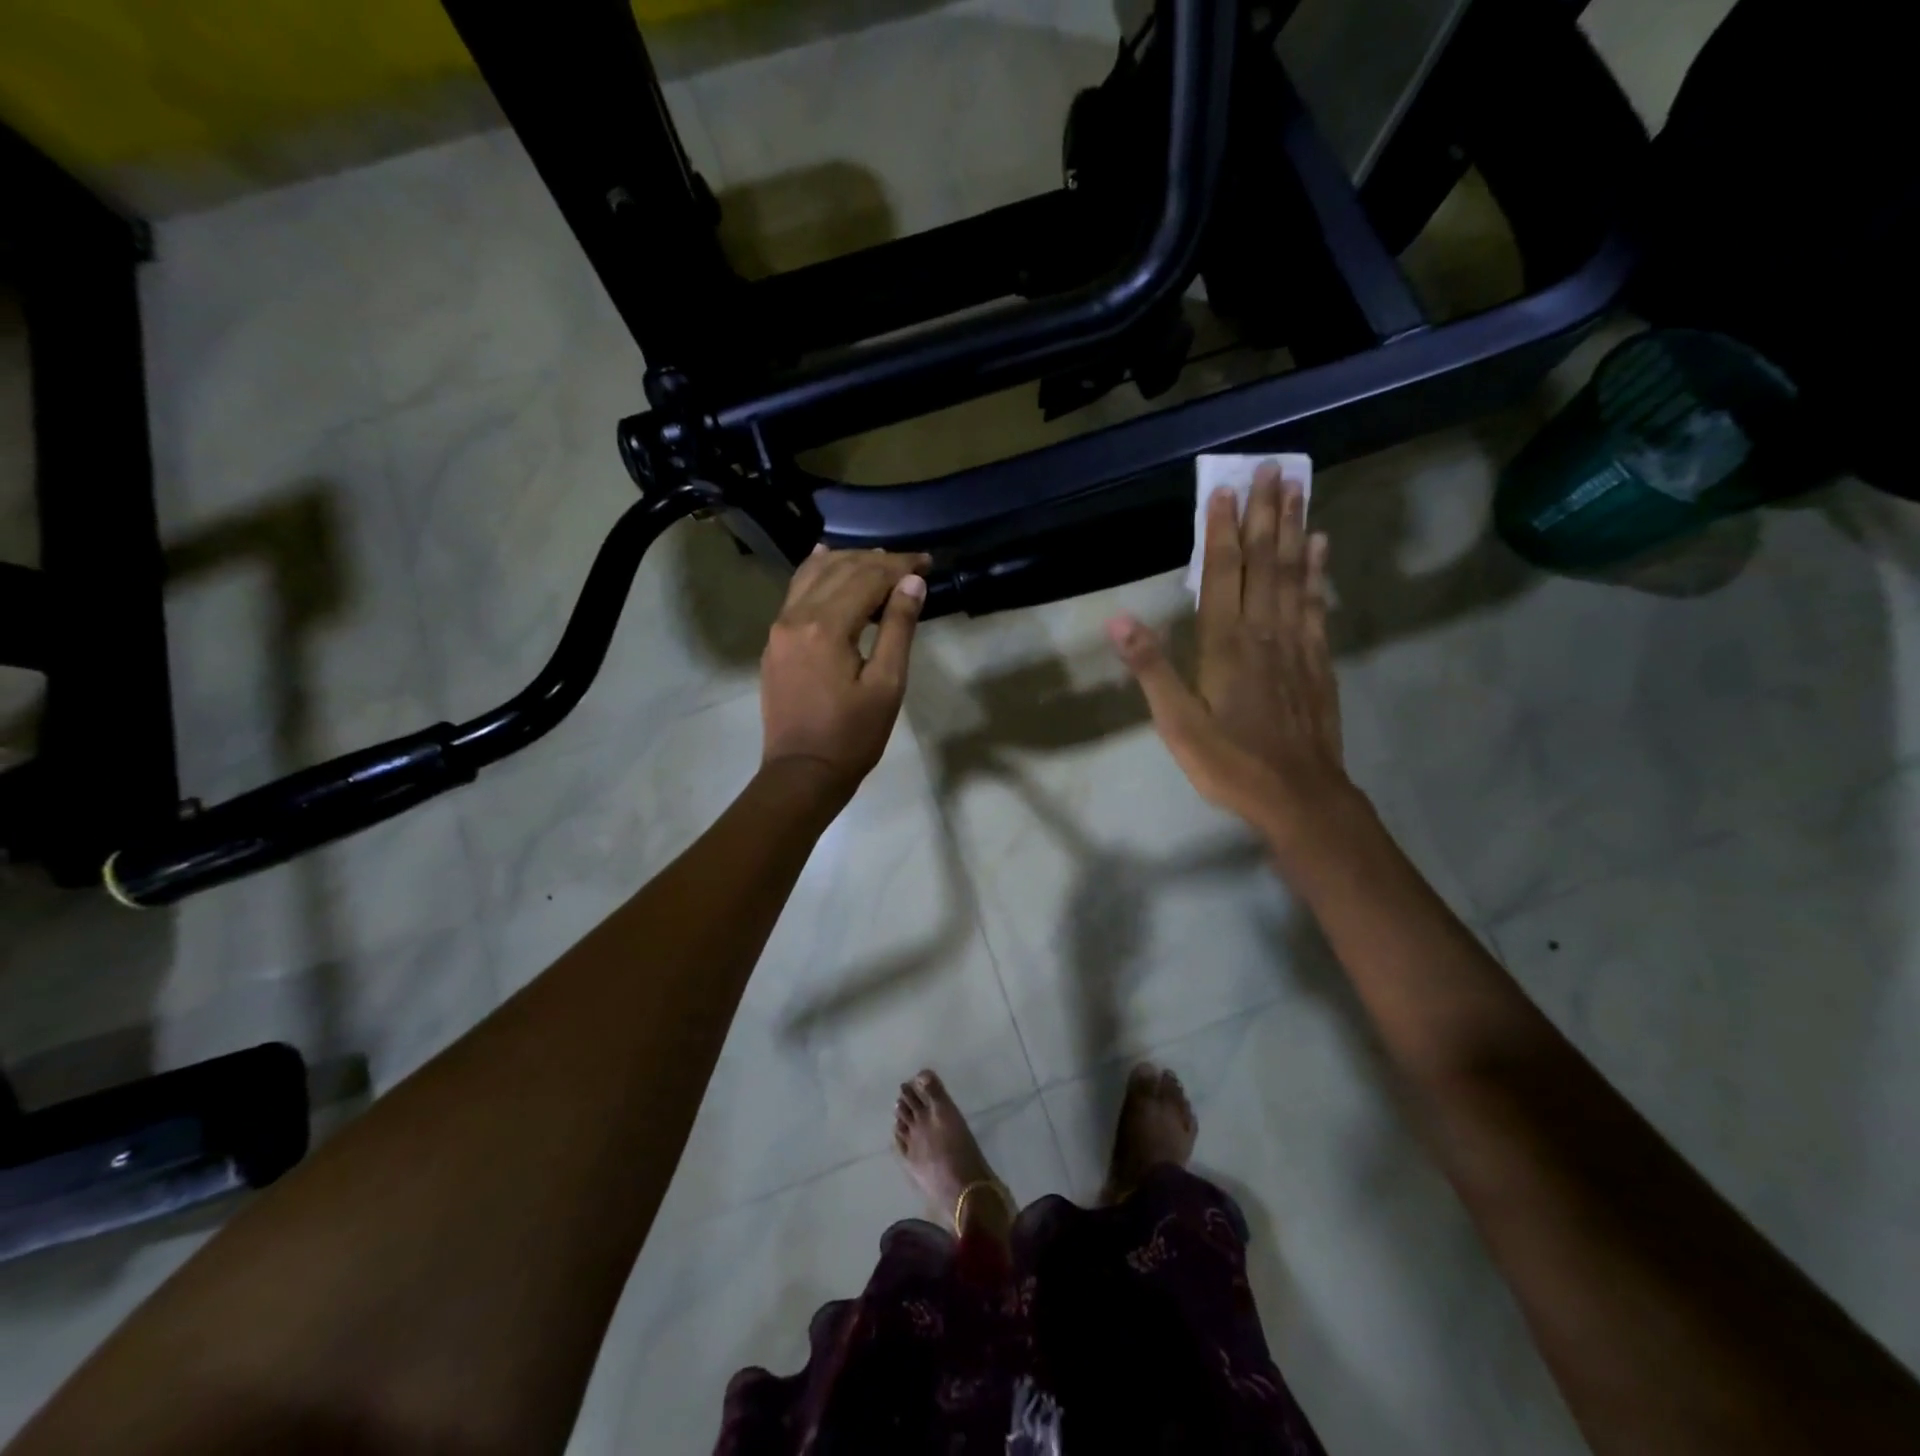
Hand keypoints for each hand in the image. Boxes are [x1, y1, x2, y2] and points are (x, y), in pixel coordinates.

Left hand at [759, 545, 928, 801]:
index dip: (900, 566)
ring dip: (847, 561)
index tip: (927, 562)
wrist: (803, 772)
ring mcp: (780, 627)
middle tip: (910, 564)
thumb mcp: (887, 684)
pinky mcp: (775, 641)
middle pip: (840, 569)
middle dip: (877, 561)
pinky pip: (795, 592)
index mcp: (826, 627)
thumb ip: (898, 628)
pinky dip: (816, 572)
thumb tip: (912, 582)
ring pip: (813, 575)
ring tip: (878, 561)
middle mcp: (796, 616)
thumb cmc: (853, 735)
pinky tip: (826, 558)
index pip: (867, 578)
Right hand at [1108, 467, 1350, 844]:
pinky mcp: (1317, 662)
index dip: (1222, 530)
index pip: (1222, 574)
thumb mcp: (1176, 723)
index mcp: (1226, 645)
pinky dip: (1317, 572)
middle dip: (1266, 514)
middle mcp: (1264, 632)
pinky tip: (1320, 549)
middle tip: (1273, 468)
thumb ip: (1150, 668)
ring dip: (1295, 530)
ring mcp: (1296, 645)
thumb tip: (1118, 619)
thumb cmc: (1229, 762)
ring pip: (1294, 575)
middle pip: (1265, 562)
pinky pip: (1315, 605)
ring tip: (1298, 490)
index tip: (1224, 488)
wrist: (1299, 796)